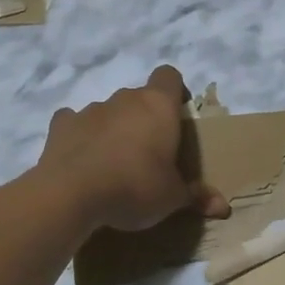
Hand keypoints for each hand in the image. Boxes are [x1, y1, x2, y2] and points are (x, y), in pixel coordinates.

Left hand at [38, 66, 230, 232]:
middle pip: (139, 97)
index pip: (169, 76)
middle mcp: (125, 99)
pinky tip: (81, 158)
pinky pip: (74, 123)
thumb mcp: (172, 198)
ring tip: (113, 162)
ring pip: (108, 111)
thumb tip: (223, 208)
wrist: (71, 194)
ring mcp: (90, 109)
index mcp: (158, 106)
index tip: (177, 115)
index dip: (175, 91)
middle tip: (149, 152)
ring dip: (113, 128)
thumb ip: (196, 197)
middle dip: (144, 118)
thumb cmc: (135, 187)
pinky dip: (80, 136)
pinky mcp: (61, 126)